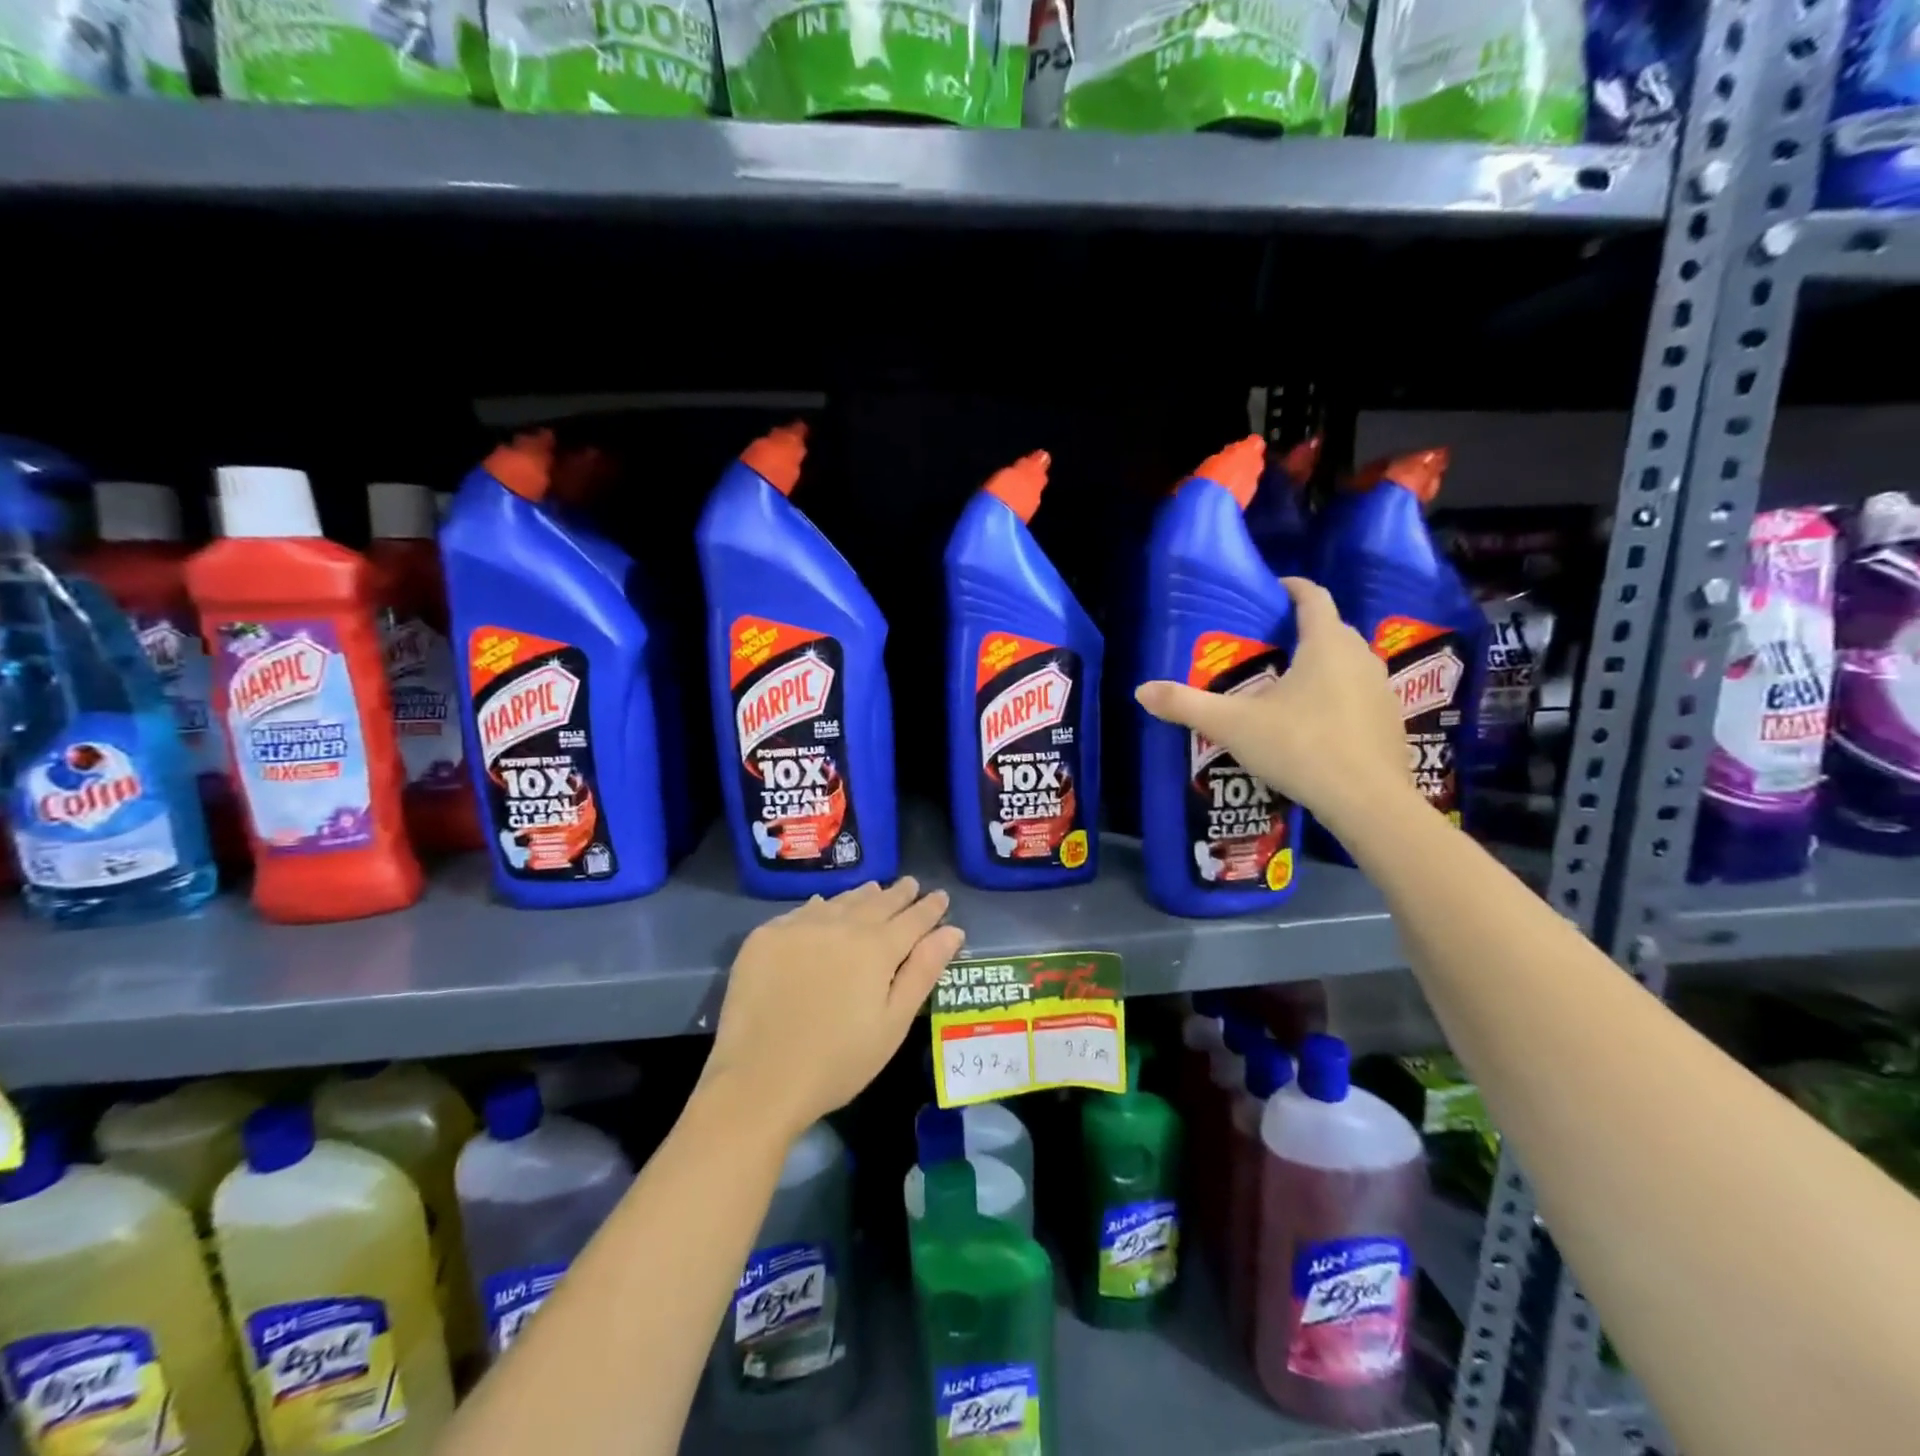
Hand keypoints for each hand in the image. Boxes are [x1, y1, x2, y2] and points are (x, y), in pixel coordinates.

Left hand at [704, 879, 964, 1141]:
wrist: (758, 1079)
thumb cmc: (838, 1061)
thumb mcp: (893, 1024)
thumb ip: (923, 972)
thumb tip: (952, 931)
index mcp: (877, 948)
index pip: (912, 919)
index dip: (929, 908)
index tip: (940, 896)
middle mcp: (841, 925)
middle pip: (877, 903)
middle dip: (898, 894)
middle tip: (910, 884)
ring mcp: (799, 927)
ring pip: (840, 902)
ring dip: (862, 896)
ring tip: (874, 890)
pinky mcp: (766, 937)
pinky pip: (802, 911)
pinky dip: (821, 906)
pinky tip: (824, 906)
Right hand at [1134, 576, 1415, 833]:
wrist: (1367, 802)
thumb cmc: (1300, 747)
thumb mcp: (1232, 725)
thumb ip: (1185, 705)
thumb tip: (1141, 691)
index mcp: (1326, 645)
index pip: (1314, 598)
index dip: (1293, 587)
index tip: (1274, 589)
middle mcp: (1361, 658)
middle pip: (1333, 630)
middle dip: (1304, 630)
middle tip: (1269, 645)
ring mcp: (1382, 691)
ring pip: (1350, 664)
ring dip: (1324, 666)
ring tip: (1290, 685)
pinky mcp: (1391, 724)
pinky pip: (1361, 696)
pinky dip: (1339, 698)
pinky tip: (1316, 725)